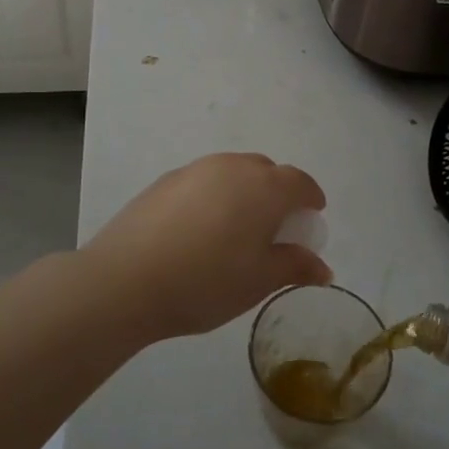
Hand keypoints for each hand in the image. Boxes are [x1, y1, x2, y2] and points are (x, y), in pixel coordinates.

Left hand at [81, 153, 330, 341]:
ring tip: (235, 230)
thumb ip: (295, 267)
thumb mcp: (259, 281)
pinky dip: (213, 197)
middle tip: (274, 228)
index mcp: (264, 186)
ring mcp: (196, 169)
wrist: (126, 280)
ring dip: (244, 193)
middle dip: (277, 194)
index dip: (311, 198)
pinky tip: (198, 231)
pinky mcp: (165, 180)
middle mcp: (233, 167)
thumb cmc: (206, 281)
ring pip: (232, 173)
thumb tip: (322, 268)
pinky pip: (203, 182)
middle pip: (266, 172)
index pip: (300, 182)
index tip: (311, 217)